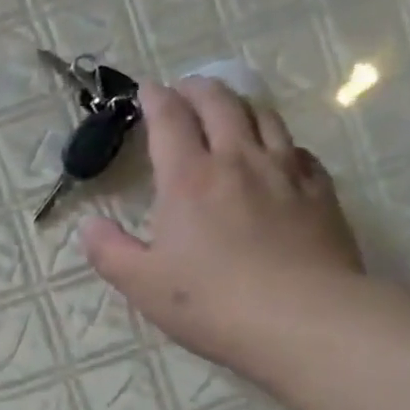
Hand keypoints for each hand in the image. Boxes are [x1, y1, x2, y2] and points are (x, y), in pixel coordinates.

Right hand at [81, 76, 364, 373]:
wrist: (302, 320)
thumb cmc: (210, 302)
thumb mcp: (141, 284)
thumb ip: (109, 251)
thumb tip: (89, 225)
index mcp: (187, 180)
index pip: (170, 121)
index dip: (156, 100)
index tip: (148, 89)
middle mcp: (237, 162)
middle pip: (220, 104)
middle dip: (198, 89)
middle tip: (186, 89)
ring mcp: (285, 173)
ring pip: (264, 117)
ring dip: (240, 104)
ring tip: (229, 108)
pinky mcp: (320, 192)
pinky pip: (299, 150)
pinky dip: (279, 141)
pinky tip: (277, 154)